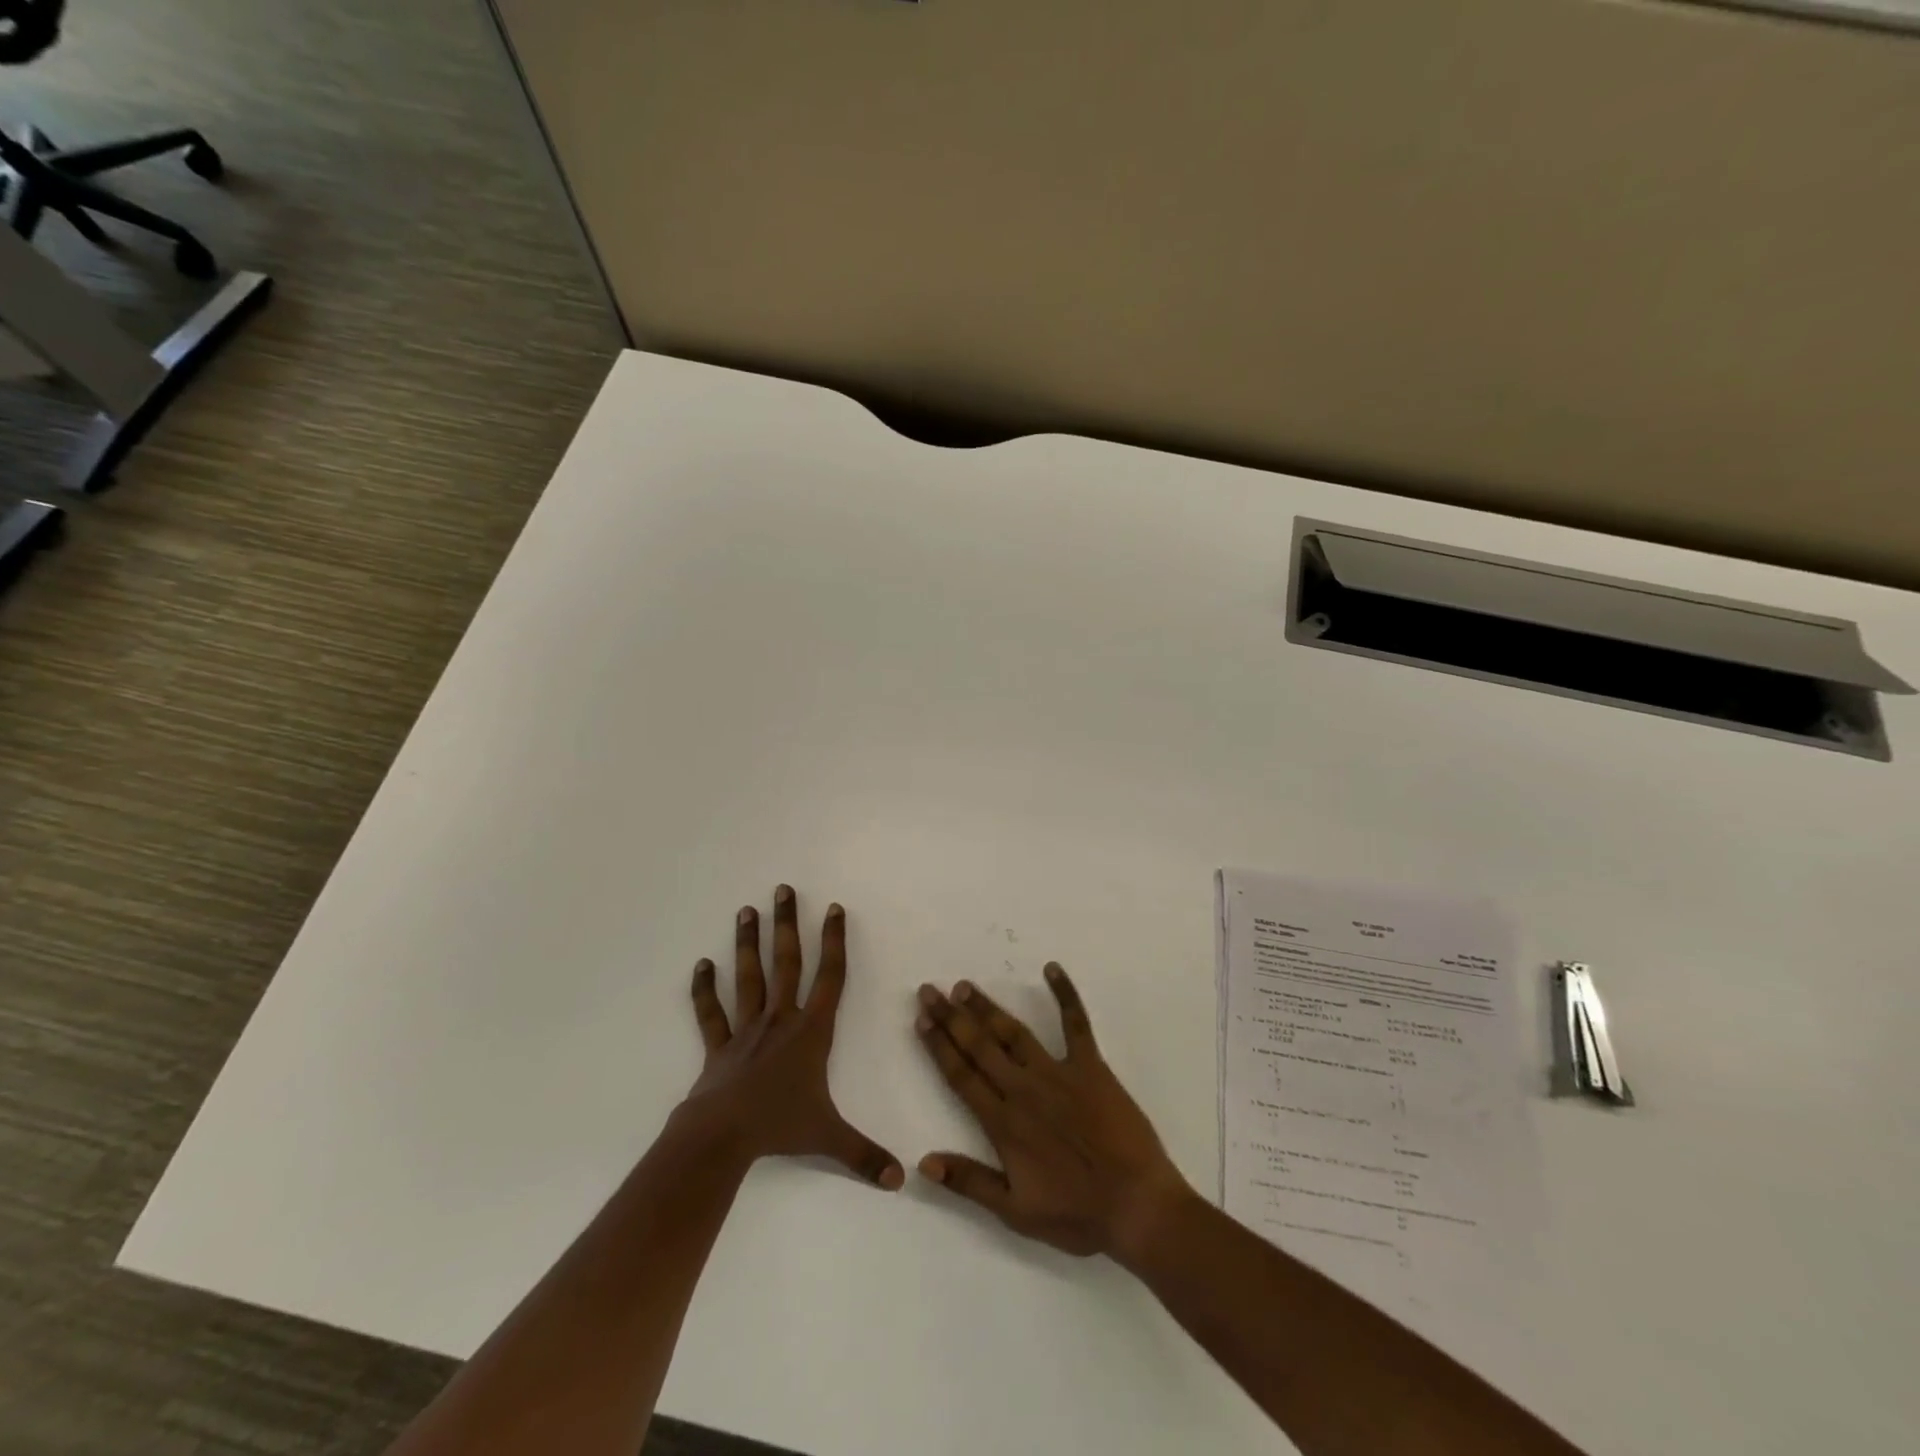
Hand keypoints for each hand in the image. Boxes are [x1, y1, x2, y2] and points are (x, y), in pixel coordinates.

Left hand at [682, 886, 903, 1189]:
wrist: (722, 1136)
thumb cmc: (780, 1126)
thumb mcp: (829, 1138)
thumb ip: (865, 1155)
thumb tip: (902, 1179)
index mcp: (811, 1031)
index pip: (831, 977)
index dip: (834, 942)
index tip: (834, 908)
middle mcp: (780, 1019)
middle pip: (787, 962)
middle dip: (787, 925)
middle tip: (783, 890)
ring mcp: (747, 1029)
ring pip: (749, 977)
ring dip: (748, 943)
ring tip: (746, 910)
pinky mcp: (720, 1046)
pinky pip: (711, 1012)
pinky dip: (704, 989)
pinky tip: (701, 964)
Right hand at [914, 963, 1193, 1259]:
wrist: (1137, 1206)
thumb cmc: (1077, 1214)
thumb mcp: (1016, 1212)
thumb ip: (969, 1182)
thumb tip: (923, 1161)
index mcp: (1004, 1123)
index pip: (961, 1075)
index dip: (938, 1046)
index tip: (921, 1019)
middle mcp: (1024, 1089)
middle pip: (979, 1046)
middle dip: (951, 1017)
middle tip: (929, 990)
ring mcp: (1058, 1073)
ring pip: (1014, 1032)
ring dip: (987, 1007)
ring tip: (965, 986)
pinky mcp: (1091, 1067)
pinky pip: (1076, 1024)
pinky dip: (1065, 994)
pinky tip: (1052, 968)